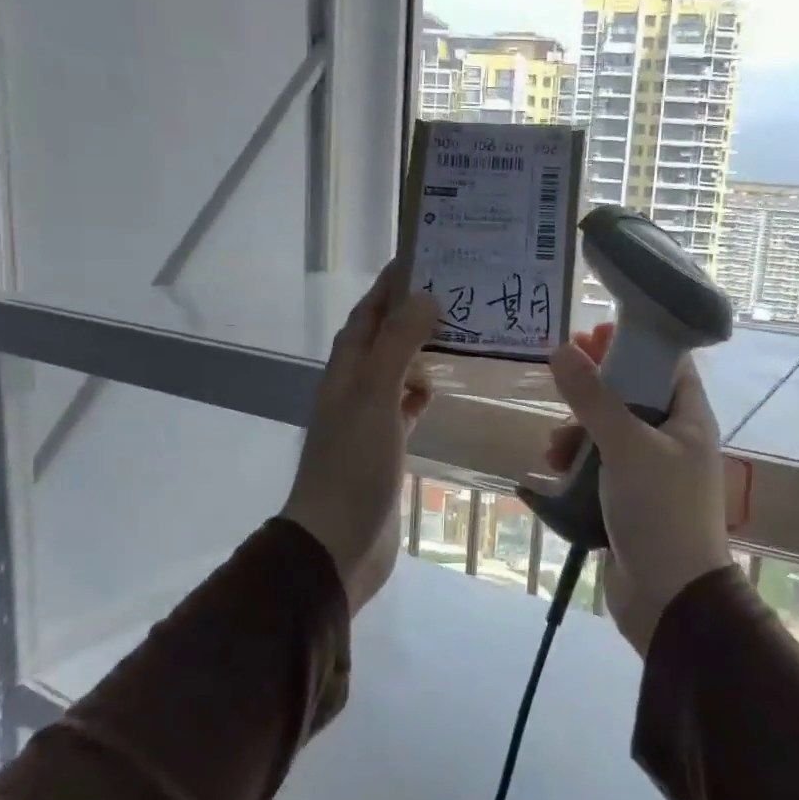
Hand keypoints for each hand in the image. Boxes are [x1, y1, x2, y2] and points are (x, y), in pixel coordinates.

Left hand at [281, 262, 437, 613]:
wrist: (338, 543)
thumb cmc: (354, 466)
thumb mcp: (375, 397)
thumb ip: (398, 345)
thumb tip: (425, 297)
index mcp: (346, 371)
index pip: (368, 314)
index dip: (389, 285)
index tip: (423, 256)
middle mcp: (355, 389)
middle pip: (383, 338)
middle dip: (411, 312)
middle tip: (456, 291)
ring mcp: (370, 420)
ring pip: (398, 372)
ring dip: (421, 350)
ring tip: (461, 331)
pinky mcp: (386, 449)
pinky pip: (407, 407)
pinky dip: (424, 392)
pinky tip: (445, 387)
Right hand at [542, 325, 731, 656]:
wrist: (670, 599)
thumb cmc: (661, 511)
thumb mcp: (627, 447)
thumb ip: (593, 398)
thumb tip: (561, 349)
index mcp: (688, 419)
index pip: (666, 364)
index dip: (632, 344)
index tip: (593, 334)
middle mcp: (672, 440)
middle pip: (631, 395)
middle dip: (594, 389)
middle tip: (562, 373)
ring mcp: (650, 472)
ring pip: (608, 433)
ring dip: (578, 431)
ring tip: (554, 446)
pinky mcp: (628, 500)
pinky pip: (598, 468)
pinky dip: (575, 465)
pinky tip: (551, 474)